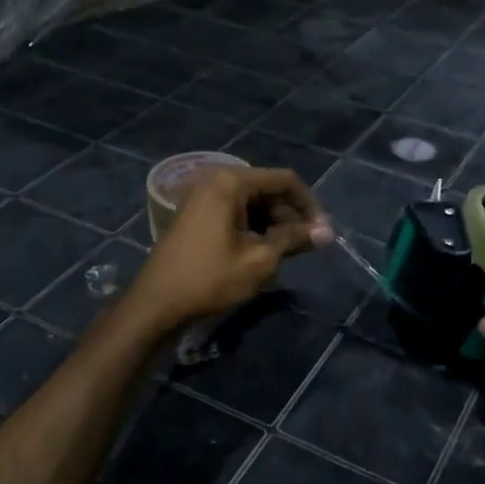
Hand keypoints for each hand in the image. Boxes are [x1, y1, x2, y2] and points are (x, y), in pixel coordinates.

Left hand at [122, 167, 330, 334]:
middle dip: (290, 216)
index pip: (285, 180)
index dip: (309, 205)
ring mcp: (202, 196)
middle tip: (305, 247)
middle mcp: (216, 180)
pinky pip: (235, 211)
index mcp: (231, 182)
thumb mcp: (260, 260)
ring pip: (252, 202)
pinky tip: (261, 252)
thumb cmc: (211, 279)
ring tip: (284, 253)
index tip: (322, 233)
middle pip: (268, 189)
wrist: (157, 303)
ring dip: (273, 224)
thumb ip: (294, 239)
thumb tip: (327, 233)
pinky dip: (253, 227)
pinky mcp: (196, 214)